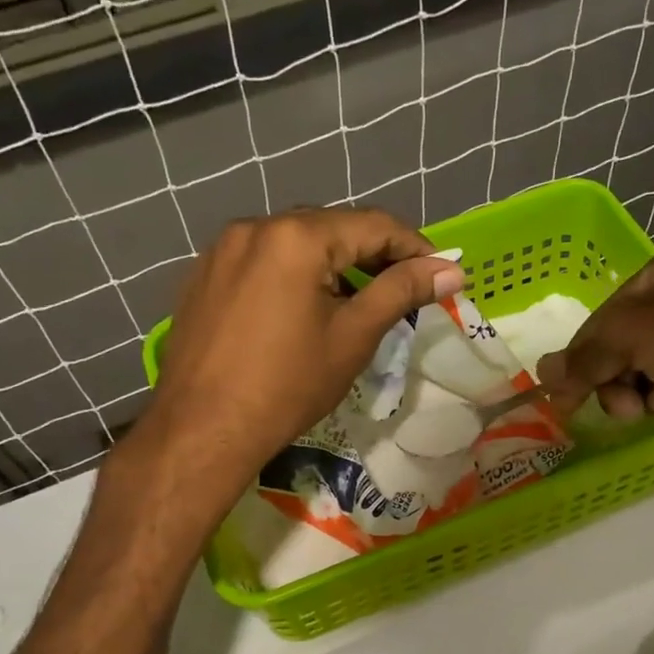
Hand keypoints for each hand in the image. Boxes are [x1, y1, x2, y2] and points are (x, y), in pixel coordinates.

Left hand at [146, 208, 464, 484]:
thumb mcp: (353, 336)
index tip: (441, 273)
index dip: (414, 247)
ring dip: (333, 265)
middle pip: (332, 228)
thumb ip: (402, 292)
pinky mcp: (204, 274)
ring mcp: (223, 249)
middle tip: (402, 291)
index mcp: (296, 236)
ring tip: (357, 303)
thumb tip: (451, 269)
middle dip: (373, 255)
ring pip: (296, 243)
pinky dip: (295, 275)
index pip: (372, 225)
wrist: (202, 428)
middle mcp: (255, 226)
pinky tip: (304, 310)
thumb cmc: (288, 385)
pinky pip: (264, 261)